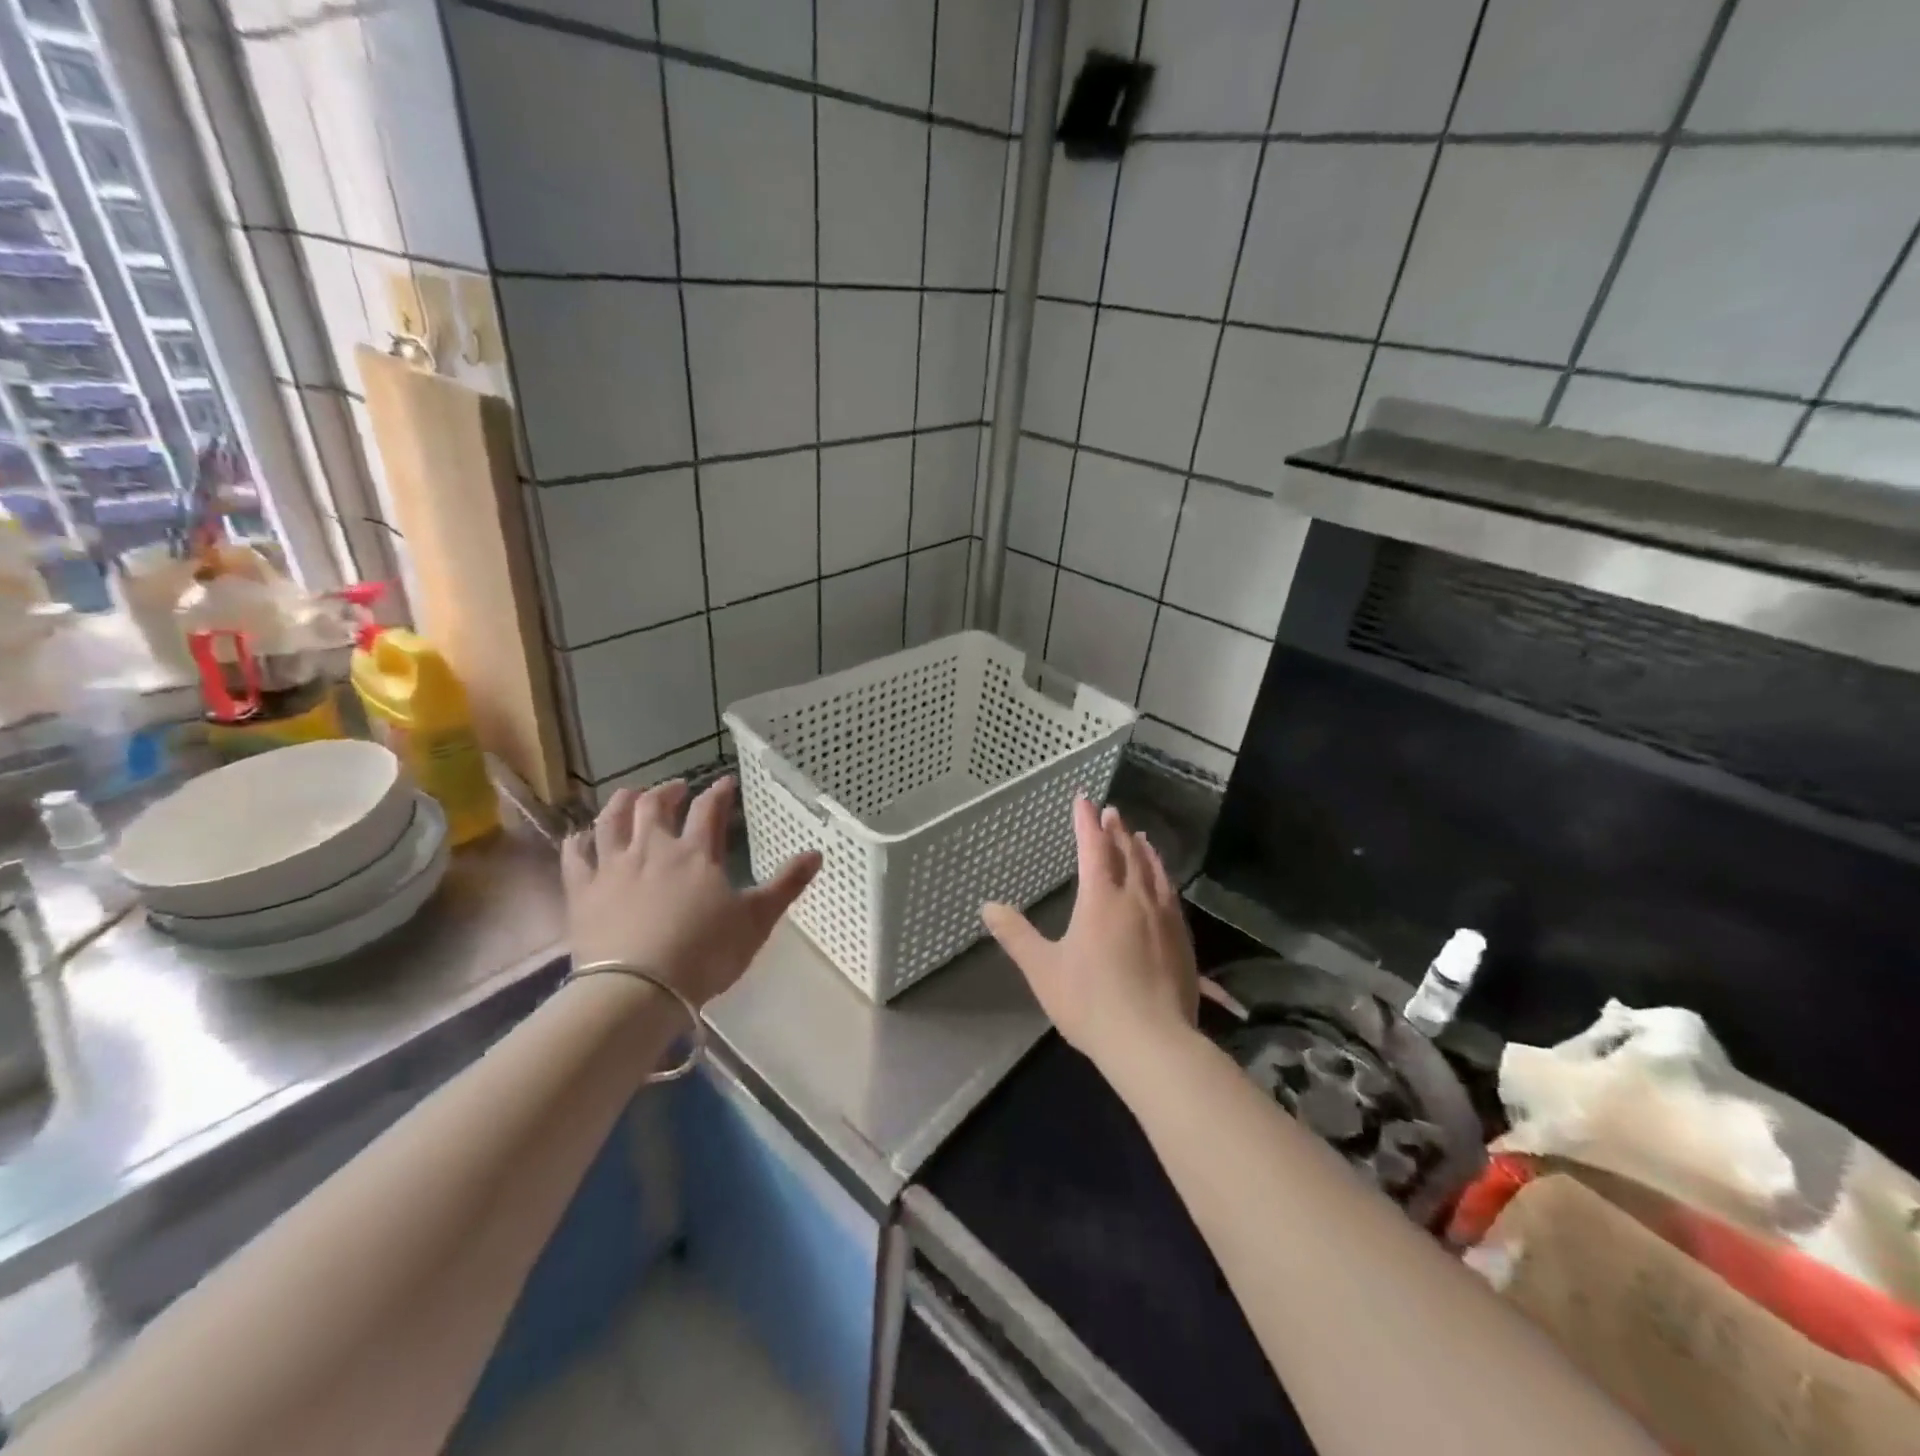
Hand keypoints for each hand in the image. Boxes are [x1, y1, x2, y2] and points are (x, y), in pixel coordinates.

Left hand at [562, 776, 820, 1007]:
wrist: (637, 989)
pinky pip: (575, 856)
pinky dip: (578, 840)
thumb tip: (817, 852)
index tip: (725, 782)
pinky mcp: (582, 892)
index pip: (709, 809)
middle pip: (654, 806)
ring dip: (621, 802)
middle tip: (676, 788)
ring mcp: (612, 868)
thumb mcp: (756, 920)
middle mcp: (652, 849)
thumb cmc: (704, 953)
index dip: (719, 791)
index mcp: (695, 853)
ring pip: (611, 821)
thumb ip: (786, 885)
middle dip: (667, 791)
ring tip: (629, 795)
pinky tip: (580, 836)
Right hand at [982, 798, 1196, 1070]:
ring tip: (1140, 837)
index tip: (1084, 799)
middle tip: (1112, 812)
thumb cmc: (1090, 1002)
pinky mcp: (1182, 940)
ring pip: (1154, 872)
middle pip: (1127, 854)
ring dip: (1144, 851)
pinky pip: (1170, 896)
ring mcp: (1164, 918)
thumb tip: (987, 906)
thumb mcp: (1043, 969)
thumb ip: (1016, 936)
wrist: (1152, 1042)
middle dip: (1116, 830)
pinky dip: (1163, 878)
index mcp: (1101, 899)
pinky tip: (1163, 885)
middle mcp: (1135, 899)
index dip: (1086, 822)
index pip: (1093, 848)